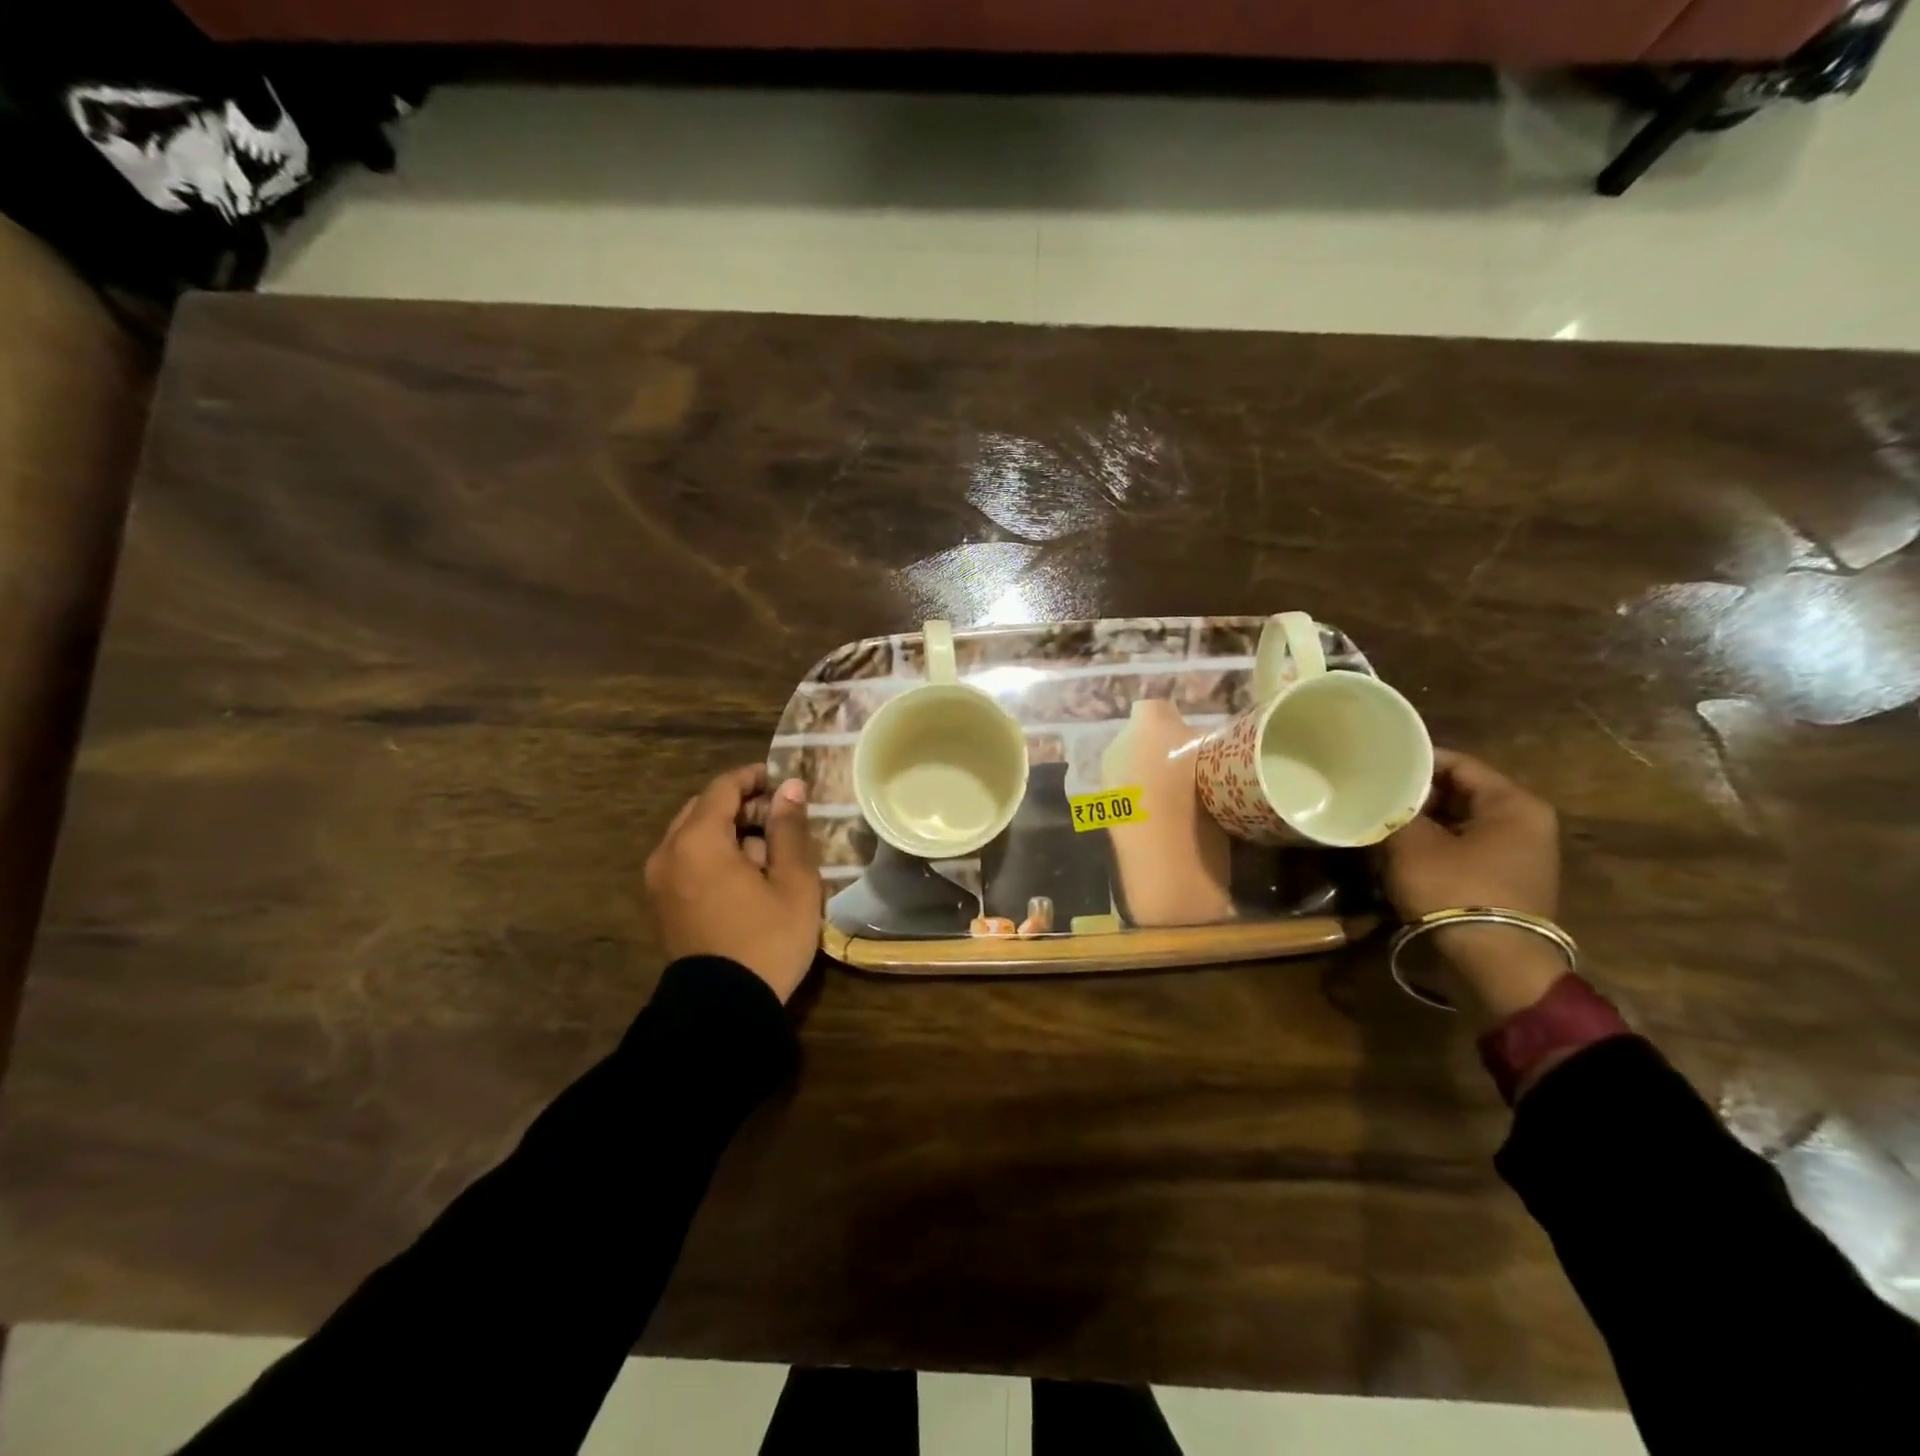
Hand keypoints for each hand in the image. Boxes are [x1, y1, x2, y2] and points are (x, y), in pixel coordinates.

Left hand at [644, 765, 821, 1002]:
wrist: (722, 1011)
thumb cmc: (766, 940)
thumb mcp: (793, 882)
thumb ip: (789, 828)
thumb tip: (789, 787)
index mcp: (698, 841)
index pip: (722, 788)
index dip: (754, 777)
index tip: (783, 782)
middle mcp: (668, 853)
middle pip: (703, 809)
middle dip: (742, 806)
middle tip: (780, 820)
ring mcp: (658, 881)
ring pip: (693, 836)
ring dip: (728, 832)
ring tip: (768, 854)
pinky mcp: (660, 905)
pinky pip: (686, 862)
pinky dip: (713, 856)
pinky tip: (745, 878)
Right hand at [1377, 749, 1563, 1019]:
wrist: (1494, 965)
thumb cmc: (1456, 890)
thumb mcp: (1412, 844)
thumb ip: (1394, 811)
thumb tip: (1377, 796)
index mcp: (1513, 803)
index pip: (1456, 763)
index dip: (1413, 762)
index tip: (1375, 764)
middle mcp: (1524, 823)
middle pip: (1458, 792)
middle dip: (1414, 794)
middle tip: (1372, 794)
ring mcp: (1518, 854)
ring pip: (1457, 822)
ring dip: (1420, 822)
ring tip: (1378, 821)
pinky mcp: (1504, 880)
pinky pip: (1462, 848)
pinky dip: (1433, 845)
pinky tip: (1398, 850)